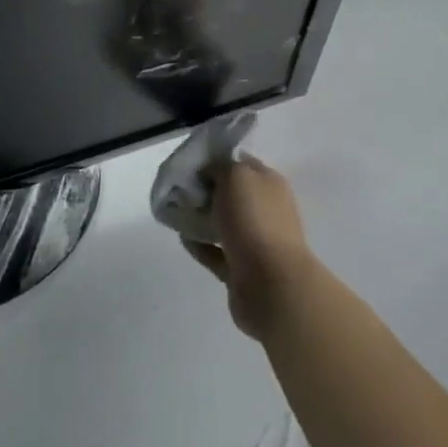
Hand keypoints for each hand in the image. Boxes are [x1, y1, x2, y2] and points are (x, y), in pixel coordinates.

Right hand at [183, 157, 318, 342]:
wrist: (272, 285)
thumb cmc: (255, 220)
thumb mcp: (236, 176)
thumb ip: (220, 167)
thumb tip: (210, 173)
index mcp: (269, 183)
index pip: (241, 163)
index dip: (216, 161)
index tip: (190, 164)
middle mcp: (266, 210)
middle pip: (231, 194)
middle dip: (206, 191)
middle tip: (179, 190)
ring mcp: (256, 242)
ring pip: (224, 224)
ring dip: (202, 219)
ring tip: (175, 213)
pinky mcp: (242, 270)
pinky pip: (217, 253)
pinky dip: (201, 245)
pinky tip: (183, 238)